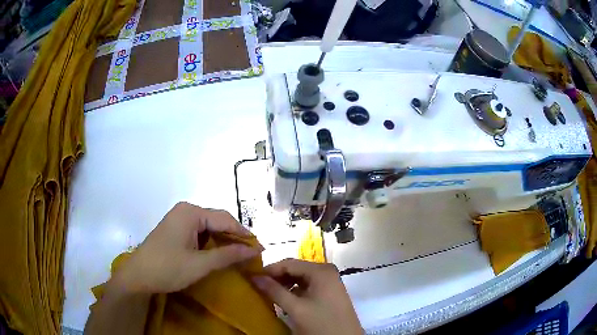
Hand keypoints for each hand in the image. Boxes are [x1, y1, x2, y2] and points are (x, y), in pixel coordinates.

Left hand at [110, 202, 261, 293]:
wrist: (138, 276)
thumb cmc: (168, 268)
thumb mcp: (200, 264)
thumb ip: (228, 255)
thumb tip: (254, 250)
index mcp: (191, 212)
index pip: (226, 220)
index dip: (244, 235)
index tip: (261, 249)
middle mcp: (185, 210)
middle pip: (217, 221)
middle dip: (234, 237)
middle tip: (251, 254)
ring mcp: (179, 219)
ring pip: (209, 227)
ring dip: (223, 240)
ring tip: (238, 255)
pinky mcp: (175, 229)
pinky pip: (199, 232)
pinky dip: (211, 243)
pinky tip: (218, 254)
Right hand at [252, 259, 362, 334]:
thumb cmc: (321, 323)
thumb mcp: (296, 308)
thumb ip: (275, 291)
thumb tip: (254, 277)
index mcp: (321, 271)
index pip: (289, 263)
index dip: (269, 270)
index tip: (252, 278)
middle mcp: (327, 271)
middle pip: (296, 269)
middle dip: (277, 277)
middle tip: (259, 286)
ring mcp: (330, 282)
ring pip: (301, 278)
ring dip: (285, 285)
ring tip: (269, 294)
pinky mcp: (330, 293)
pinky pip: (308, 286)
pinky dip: (295, 291)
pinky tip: (285, 300)